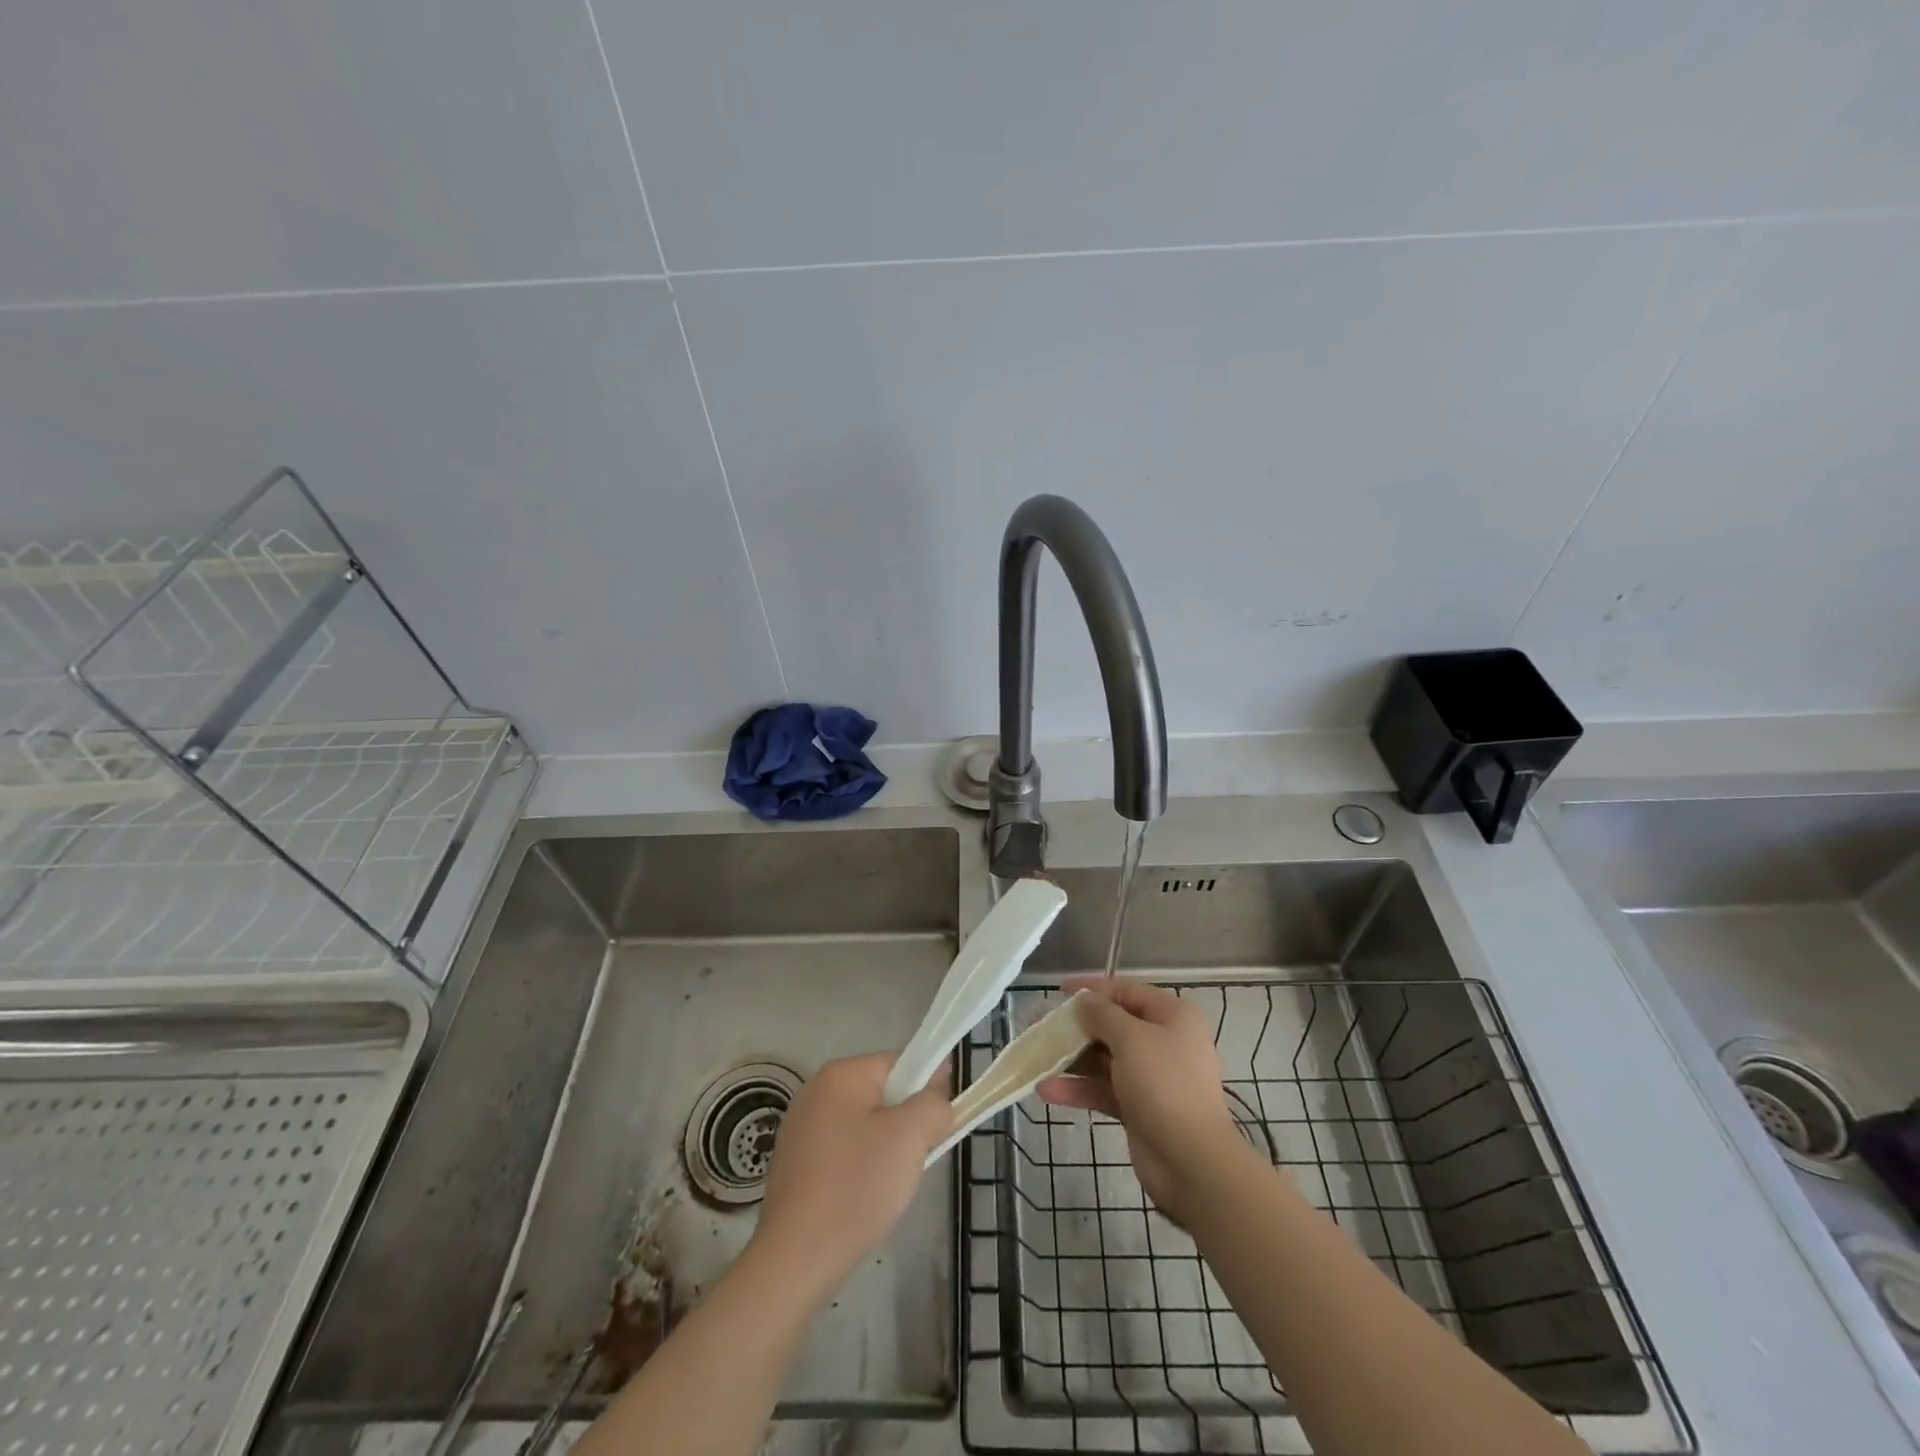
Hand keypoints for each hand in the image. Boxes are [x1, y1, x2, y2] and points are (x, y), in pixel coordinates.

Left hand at [747, 1052, 951, 1301]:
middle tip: (917, 1157)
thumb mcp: (910, 1137)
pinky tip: (862, 1199)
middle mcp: (815, 1091)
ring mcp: (799, 1128)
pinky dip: (859, 1168)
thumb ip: (933, 1105)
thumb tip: (937, 1100)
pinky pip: (841, 1152)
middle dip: (905, 1123)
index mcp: (840, 1075)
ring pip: (863, 1126)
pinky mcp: (793, 1164)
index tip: (941, 1121)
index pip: (899, 1064)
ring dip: (884, 1148)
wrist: (796, 1258)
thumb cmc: (856, 1186)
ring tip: (890, 1185)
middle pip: (880, 1094)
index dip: (927, 1087)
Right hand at [1038, 977, 1239, 1220]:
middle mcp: (1162, 1041)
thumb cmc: (1164, 1085)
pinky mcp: (1138, 1107)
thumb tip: (1084, 1000)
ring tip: (1034, 1057)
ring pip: (1103, 1059)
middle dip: (1074, 1027)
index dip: (1092, 988)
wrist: (1191, 1161)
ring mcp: (1150, 1077)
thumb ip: (1102, 1015)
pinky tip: (1046, 1090)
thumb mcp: (1131, 1039)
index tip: (1059, 990)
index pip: (1126, 991)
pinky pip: (1103, 1089)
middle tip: (1037, 1026)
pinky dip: (1077, 1088)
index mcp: (1171, 1016)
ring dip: (1070, 1059)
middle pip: (1111, 1026)